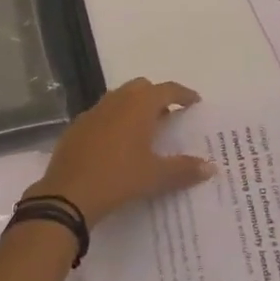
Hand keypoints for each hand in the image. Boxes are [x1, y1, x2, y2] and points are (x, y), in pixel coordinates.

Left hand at [31, 77, 215, 226]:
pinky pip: (102, 114)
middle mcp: (117, 100)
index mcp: (139, 105)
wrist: (68, 193)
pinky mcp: (77, 126)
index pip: (167, 90)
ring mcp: (94, 111)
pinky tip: (116, 144)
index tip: (194, 101)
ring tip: (144, 130)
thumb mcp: (155, 176)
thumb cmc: (118, 178)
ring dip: (134, 107)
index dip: (183, 94)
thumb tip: (210, 167)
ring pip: (120, 98)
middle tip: (168, 116)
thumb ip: (184, 169)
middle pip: (141, 88)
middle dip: (156, 97)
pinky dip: (114, 121)